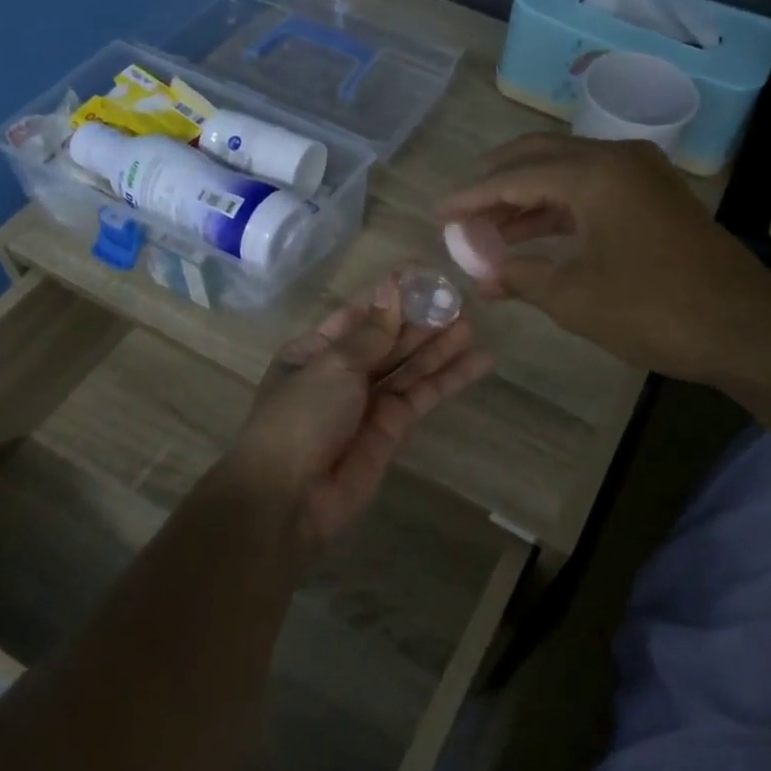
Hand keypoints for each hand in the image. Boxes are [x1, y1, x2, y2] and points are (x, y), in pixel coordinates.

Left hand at [230, 276, 493, 542]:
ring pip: (411, 365)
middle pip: (390, 338)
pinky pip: (424, 394)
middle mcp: (344, 371)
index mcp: (316, 350)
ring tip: (474, 326)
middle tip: (461, 301)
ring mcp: (370, 400)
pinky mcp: (394, 427)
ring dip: (441, 346)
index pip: (361, 313)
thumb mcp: (333, 365)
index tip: (426, 274)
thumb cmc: (301, 417)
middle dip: (422, 320)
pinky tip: (480, 361)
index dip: (392, 294)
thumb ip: (372, 331)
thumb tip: (393, 286)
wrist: (290, 496)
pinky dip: (450, 379)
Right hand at [437, 134, 770, 383]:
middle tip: (462, 211)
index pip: (514, 176)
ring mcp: (641, 174)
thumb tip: (482, 278)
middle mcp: (616, 158)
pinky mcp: (654, 196)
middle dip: (496, 184)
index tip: (438, 213)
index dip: (471, 197)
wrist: (742, 326)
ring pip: (566, 173)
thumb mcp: (573, 297)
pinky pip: (592, 189)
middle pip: (539, 157)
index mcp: (593, 173)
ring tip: (488, 229)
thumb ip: (520, 277)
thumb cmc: (652, 308)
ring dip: (526, 198)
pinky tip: (535, 234)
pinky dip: (559, 208)